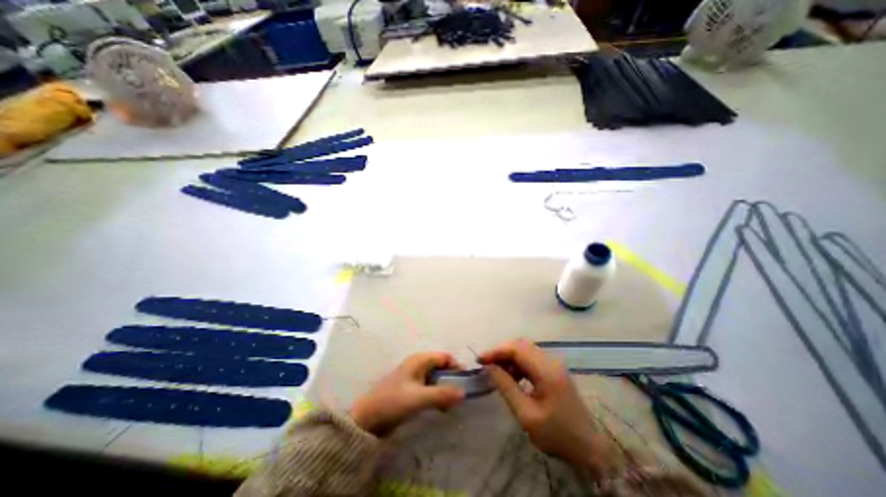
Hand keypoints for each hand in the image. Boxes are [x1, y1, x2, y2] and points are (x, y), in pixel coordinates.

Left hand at [349, 351, 465, 435]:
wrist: (367, 418)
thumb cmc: (394, 402)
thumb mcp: (419, 398)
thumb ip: (442, 394)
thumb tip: (464, 393)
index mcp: (420, 360)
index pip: (445, 357)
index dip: (456, 367)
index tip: (465, 383)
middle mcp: (418, 364)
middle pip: (441, 367)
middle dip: (451, 380)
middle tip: (458, 397)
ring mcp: (414, 376)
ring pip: (436, 378)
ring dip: (444, 389)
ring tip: (449, 405)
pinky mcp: (410, 388)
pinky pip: (429, 387)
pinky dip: (436, 394)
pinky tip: (439, 407)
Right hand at [482, 340, 614, 471]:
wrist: (589, 449)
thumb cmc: (557, 435)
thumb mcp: (526, 414)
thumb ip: (506, 387)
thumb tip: (489, 367)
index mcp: (546, 371)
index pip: (516, 349)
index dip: (496, 351)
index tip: (480, 359)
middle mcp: (551, 361)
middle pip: (521, 345)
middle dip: (501, 351)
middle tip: (486, 364)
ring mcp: (554, 364)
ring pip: (525, 349)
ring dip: (509, 356)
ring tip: (496, 370)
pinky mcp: (554, 370)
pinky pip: (531, 358)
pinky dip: (518, 362)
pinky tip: (511, 375)